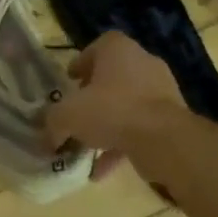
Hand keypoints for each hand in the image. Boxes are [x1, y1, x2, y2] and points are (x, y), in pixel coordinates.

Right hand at [43, 32, 189, 181]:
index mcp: (118, 50)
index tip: (70, 82)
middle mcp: (143, 63)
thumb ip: (52, 121)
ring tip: (87, 146)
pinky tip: (102, 170)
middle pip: (113, 76)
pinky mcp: (172, 118)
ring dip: (108, 123)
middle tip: (78, 112)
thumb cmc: (112, 111)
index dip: (81, 63)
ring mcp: (161, 91)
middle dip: (94, 96)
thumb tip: (45, 135)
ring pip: (127, 104)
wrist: (164, 139)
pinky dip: (122, 145)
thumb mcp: (68, 115)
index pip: (98, 46)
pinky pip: (140, 128)